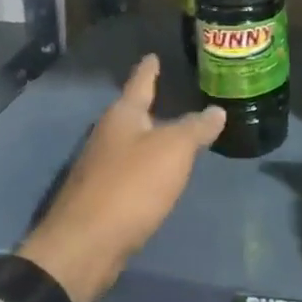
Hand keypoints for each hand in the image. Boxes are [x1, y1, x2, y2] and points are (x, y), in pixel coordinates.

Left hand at [16, 55, 224, 301]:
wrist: (85, 246)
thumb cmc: (131, 186)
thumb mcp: (173, 151)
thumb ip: (195, 129)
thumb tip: (216, 110)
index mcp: (122, 116)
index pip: (139, 82)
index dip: (149, 69)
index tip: (152, 56)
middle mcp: (107, 135)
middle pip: (131, 113)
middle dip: (148, 106)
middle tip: (170, 96)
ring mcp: (99, 167)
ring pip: (128, 143)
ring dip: (147, 139)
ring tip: (170, 135)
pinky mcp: (99, 197)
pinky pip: (127, 171)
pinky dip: (143, 167)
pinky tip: (156, 177)